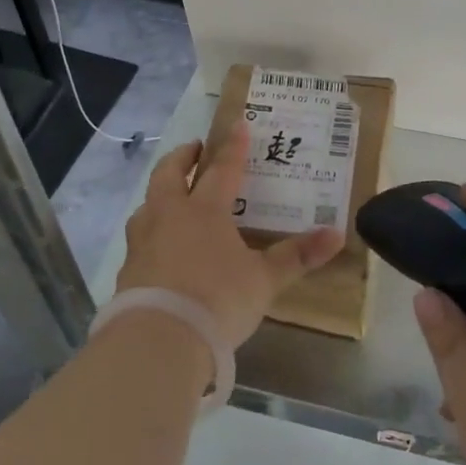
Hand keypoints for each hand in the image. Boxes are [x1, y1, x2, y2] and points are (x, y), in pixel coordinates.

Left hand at [116, 121, 344, 349]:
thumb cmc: (218, 300)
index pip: (222, 170)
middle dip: (182, 157)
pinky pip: (139, 239)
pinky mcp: (128, 271)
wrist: (159, 340)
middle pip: (169, 175)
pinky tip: (158, 247)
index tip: (237, 124)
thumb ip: (297, 256)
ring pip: (147, 205)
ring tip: (170, 195)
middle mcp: (169, 217)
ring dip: (159, 193)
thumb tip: (338, 234)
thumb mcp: (264, 280)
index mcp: (204, 211)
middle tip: (194, 148)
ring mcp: (142, 243)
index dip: (232, 147)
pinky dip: (150, 232)